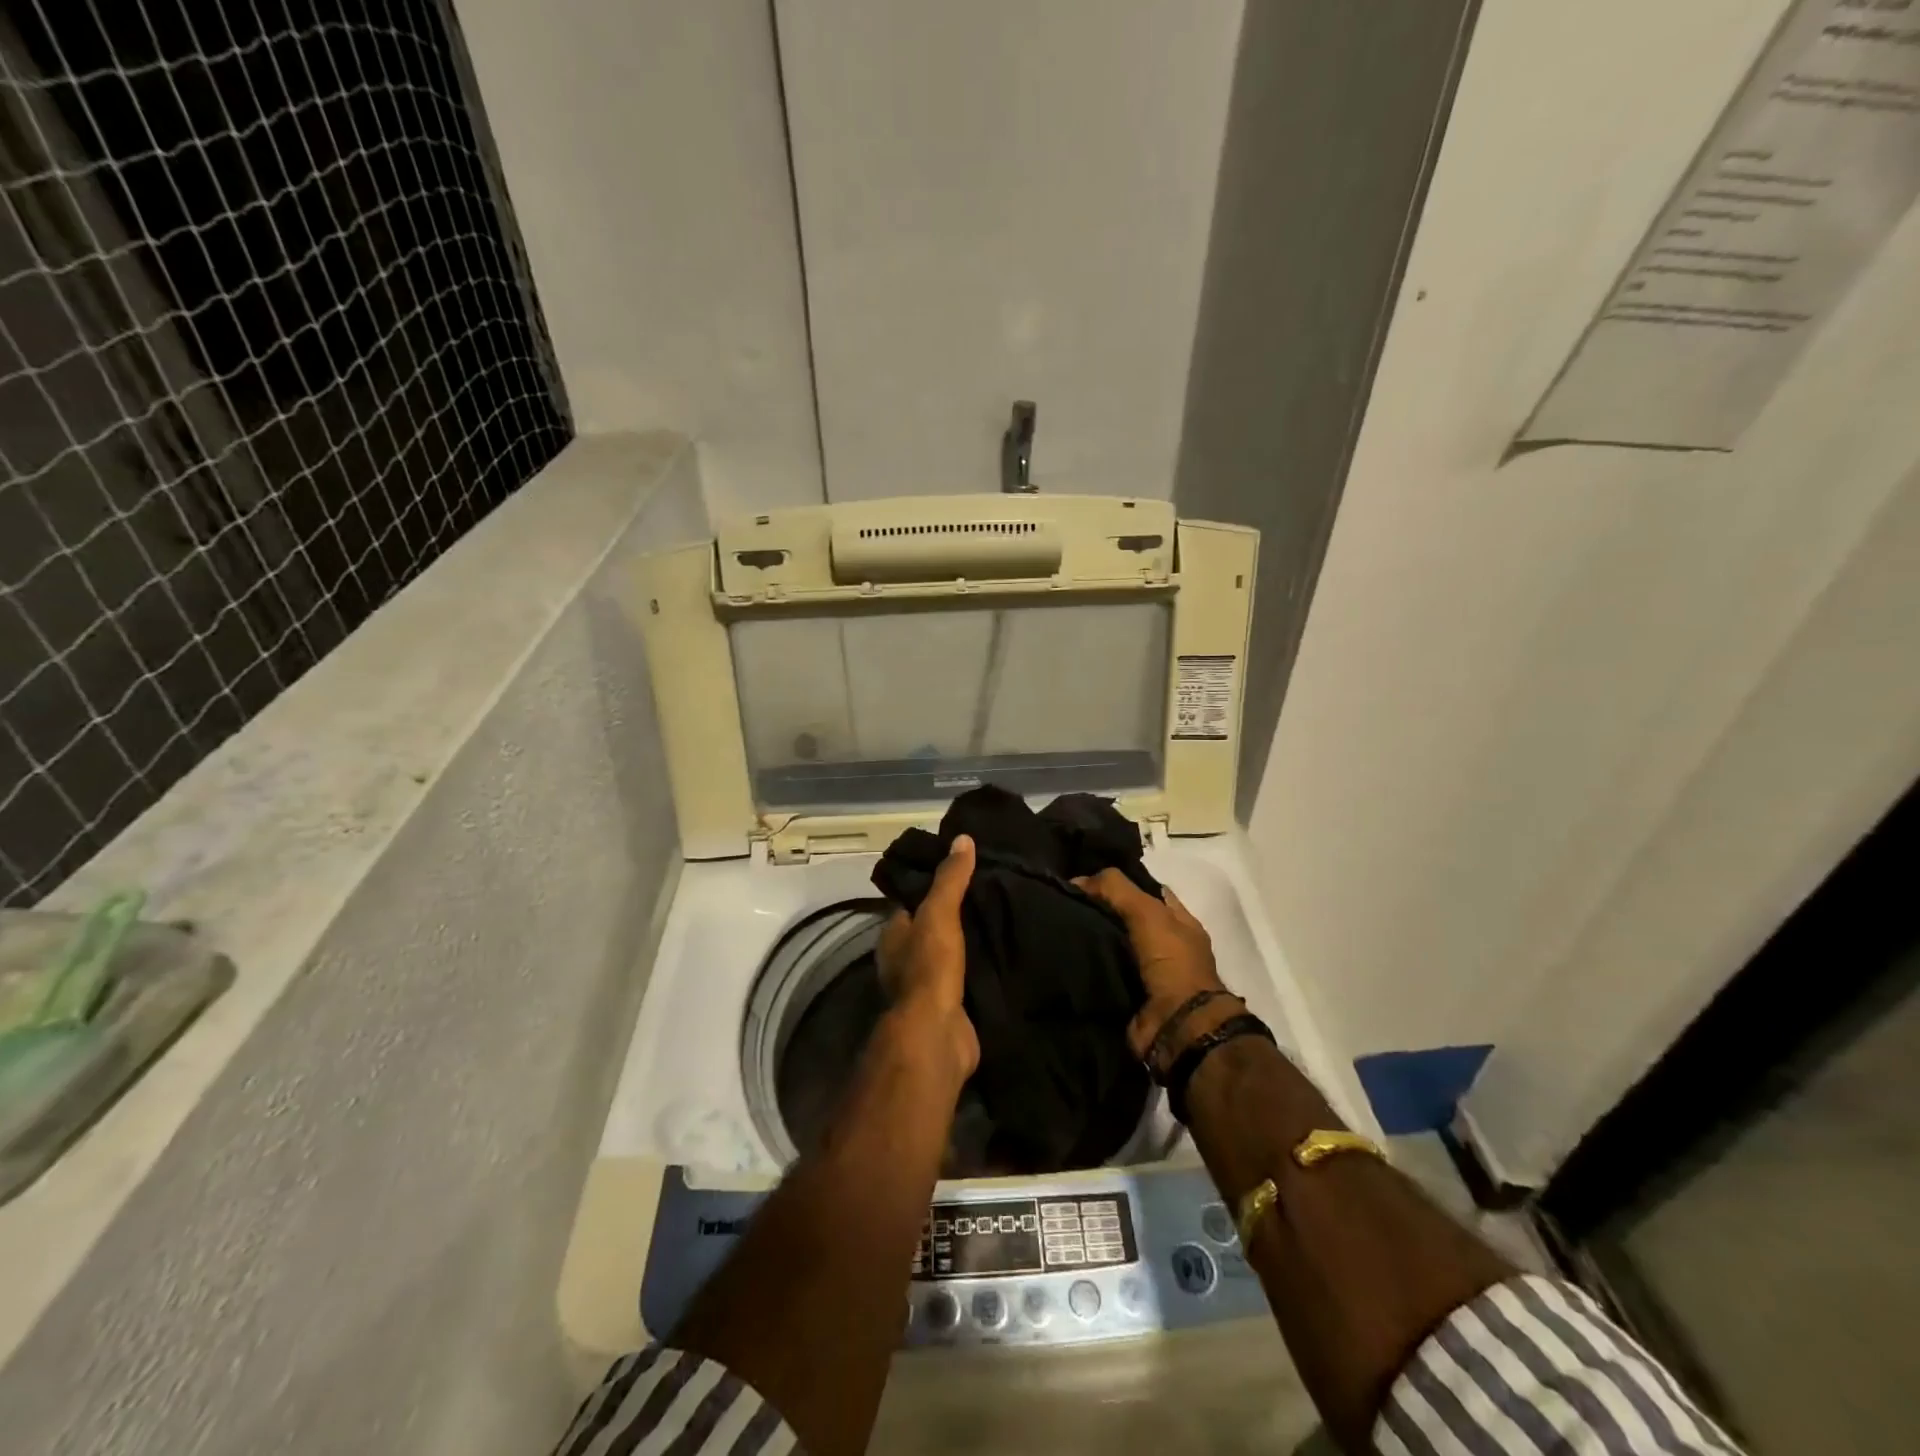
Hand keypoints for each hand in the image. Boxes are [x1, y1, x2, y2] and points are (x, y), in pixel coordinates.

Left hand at [877, 834, 979, 1084]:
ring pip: (948, 955)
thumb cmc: (930, 967)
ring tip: (1000, 921)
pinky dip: (978, 970)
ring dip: (968, 944)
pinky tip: (1000, 957)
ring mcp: (925, 987)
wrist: (937, 1034)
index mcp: (893, 935)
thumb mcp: (939, 913)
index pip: (912, 902)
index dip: (932, 887)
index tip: (962, 872)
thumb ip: (950, 878)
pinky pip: (965, 980)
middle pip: (930, 929)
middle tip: (989, 894)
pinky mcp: (948, 1008)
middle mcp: (903, 960)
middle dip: (953, 916)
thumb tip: (962, 838)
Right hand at [1073, 869, 1232, 1065]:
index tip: (1085, 876)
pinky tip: (1059, 954)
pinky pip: (1100, 973)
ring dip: (1088, 939)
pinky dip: (1083, 967)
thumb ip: (1115, 888)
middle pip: (1124, 918)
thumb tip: (1077, 880)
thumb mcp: (1147, 912)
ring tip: (1053, 924)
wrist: (1177, 1026)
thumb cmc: (1171, 962)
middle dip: (1099, 910)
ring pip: (1110, 945)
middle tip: (1063, 899)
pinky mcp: (1127, 995)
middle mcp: (1164, 945)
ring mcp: (1146, 972)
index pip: (1146, 891)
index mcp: (1178, 921)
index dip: (1120, 882)